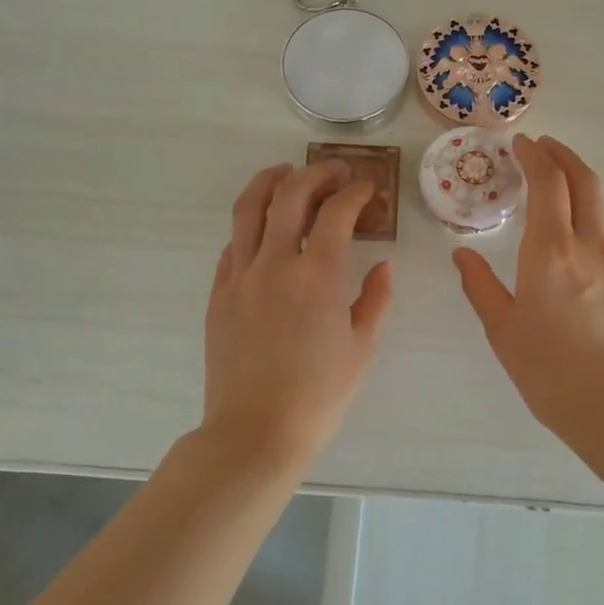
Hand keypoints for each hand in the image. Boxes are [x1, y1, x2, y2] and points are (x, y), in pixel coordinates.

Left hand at [202, 160, 394, 466]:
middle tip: (335, 172)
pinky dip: (251, 224)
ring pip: (249, 208)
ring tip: (286, 173)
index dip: (355, 192)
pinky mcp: (219, 293)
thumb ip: (376, 299)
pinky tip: (263, 228)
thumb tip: (384, 266)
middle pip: (290, 194)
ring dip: (270, 181)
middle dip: (316, 174)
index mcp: (317, 276)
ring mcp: (240, 276)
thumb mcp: (362, 348)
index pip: (336, 212)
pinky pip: (233, 244)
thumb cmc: (319, 395)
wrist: (255, 432)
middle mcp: (274, 264)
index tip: (367, 189)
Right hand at [453, 135, 603, 440]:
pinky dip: (588, 206)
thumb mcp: (502, 329)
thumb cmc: (548, 369)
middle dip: (563, 154)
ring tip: (556, 177)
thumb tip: (462, 254)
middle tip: (541, 146)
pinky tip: (572, 222)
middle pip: (584, 180)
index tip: (519, 144)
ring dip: (578, 178)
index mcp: (550, 251)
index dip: (535, 156)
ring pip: (600, 201)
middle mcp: (586, 245)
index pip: (548, 183)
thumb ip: (480, 285)